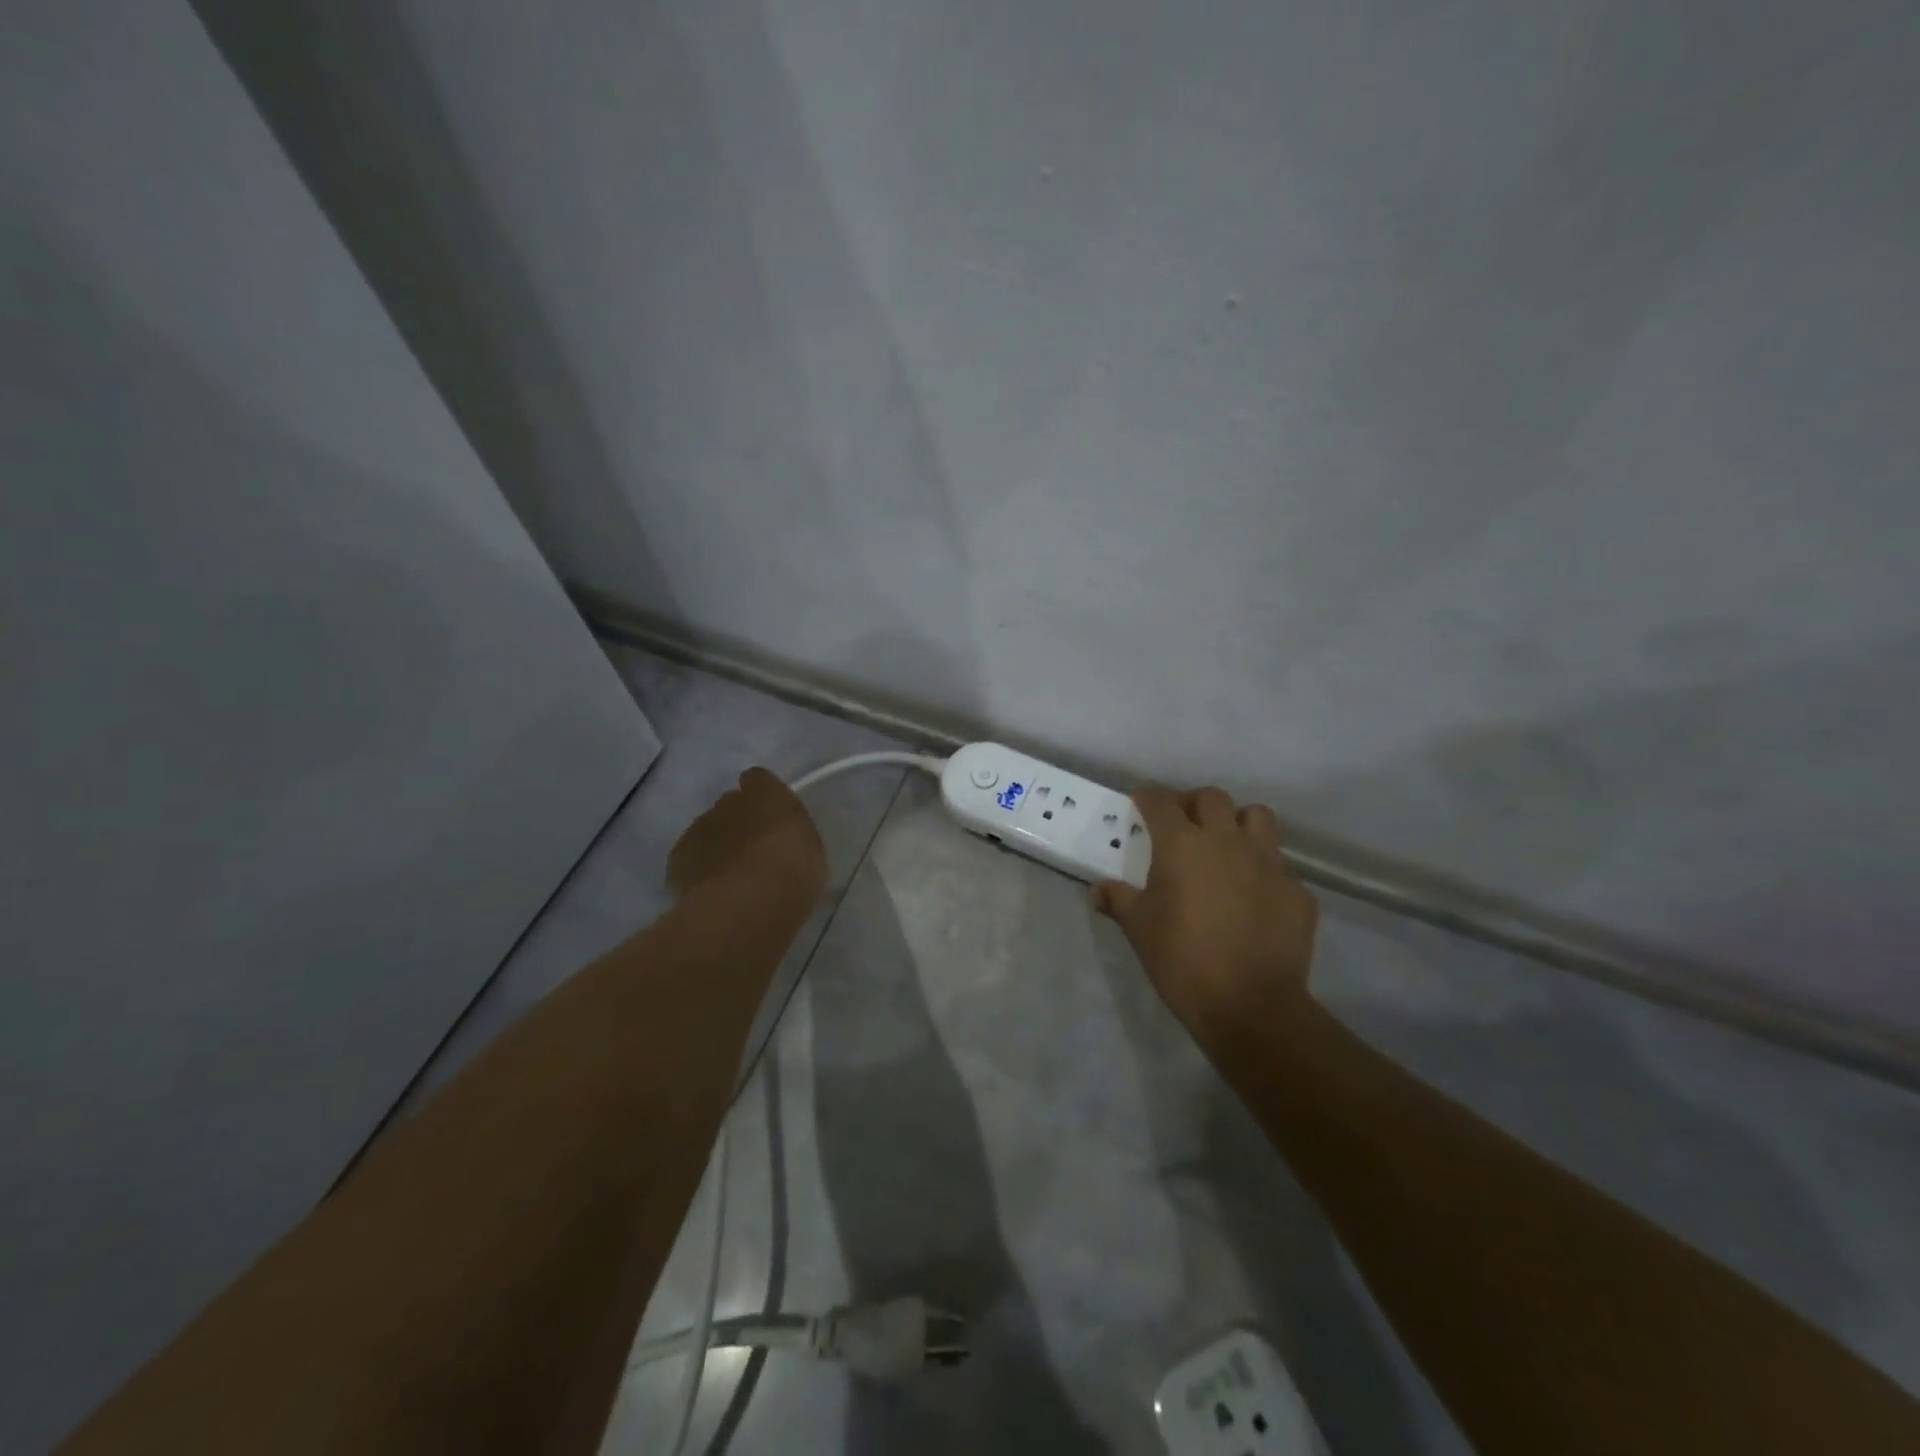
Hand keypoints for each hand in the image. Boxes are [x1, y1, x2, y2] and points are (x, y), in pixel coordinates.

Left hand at [668, 768, 827, 903]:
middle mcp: (728, 802)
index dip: (761, 796)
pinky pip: (689, 857)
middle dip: (738, 822)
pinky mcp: (678, 856)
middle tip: (753, 851)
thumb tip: (781, 837)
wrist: (749, 902)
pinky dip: (698, 869)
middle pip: (730, 805)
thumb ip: (789, 833)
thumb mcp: (809, 848)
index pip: (758, 779)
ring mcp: (699, 827)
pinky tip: (711, 890)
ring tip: (731, 876)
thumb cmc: (793, 872)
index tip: (769, 816)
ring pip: (707, 830)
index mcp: (766, 794)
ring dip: (717, 845)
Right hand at [1093, 786, 1318, 1056]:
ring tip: (1227, 846)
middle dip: (1194, 804)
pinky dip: (1265, 872)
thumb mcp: (1139, 929)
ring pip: (1258, 818)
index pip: (1161, 802)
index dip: (1148, 797)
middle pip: (1212, 798)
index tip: (1140, 801)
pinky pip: (1280, 867)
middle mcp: (1227, 841)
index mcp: (1182, 845)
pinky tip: (1255, 898)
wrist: (1250, 1006)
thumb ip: (1118, 901)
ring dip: (1239, 823)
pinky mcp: (1297, 892)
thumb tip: (1098, 890)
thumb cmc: (1182, 960)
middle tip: (1183, 825)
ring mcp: (1269, 863)